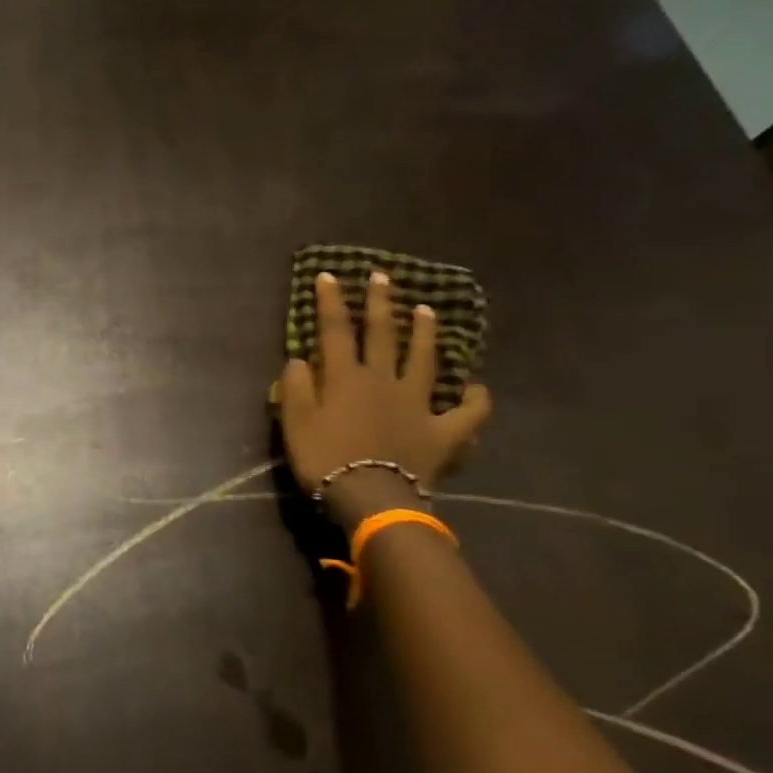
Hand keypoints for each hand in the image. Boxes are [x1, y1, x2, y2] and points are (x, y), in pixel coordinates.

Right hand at [277, 270, 490, 523]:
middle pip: (382, 335)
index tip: (329, 276)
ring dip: (425, 334)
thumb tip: (300, 360)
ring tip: (428, 311)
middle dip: (380, 303)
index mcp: (346, 378)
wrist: (371, 496)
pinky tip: (476, 389)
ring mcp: (418, 404)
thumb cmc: (325, 459)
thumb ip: (296, 387)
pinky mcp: (443, 432)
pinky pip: (467, 413)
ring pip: (425, 361)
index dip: (330, 302)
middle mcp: (384, 381)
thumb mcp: (295, 423)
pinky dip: (475, 400)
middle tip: (382, 277)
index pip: (335, 331)